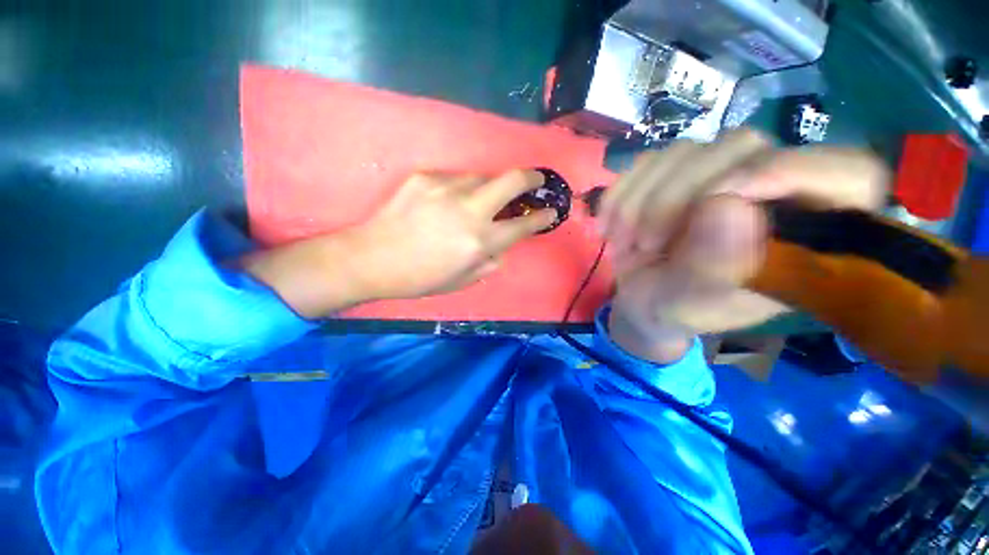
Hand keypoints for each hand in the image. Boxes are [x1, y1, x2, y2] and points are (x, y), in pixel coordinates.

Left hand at [347, 170, 556, 299]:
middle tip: (536, 181)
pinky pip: (454, 179)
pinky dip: (459, 190)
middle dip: (531, 178)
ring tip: (476, 202)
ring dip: (488, 189)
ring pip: (482, 177)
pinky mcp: (425, 177)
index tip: (551, 211)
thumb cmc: (420, 278)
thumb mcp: (463, 280)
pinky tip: (445, 204)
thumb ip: (490, 261)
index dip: (542, 217)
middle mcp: (469, 210)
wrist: (371, 259)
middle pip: (512, 181)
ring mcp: (446, 188)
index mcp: (479, 241)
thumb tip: (502, 245)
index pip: (523, 225)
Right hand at [599, 129, 888, 362]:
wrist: (640, 300)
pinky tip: (609, 227)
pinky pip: (646, 162)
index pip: (847, 175)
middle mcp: (769, 191)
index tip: (723, 198)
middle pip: (742, 147)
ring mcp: (716, 174)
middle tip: (643, 246)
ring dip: (639, 202)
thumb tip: (729, 207)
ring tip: (623, 244)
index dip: (797, 171)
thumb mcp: (689, 305)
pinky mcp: (674, 173)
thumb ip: (712, 269)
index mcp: (802, 234)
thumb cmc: (673, 310)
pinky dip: (620, 195)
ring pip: (685, 150)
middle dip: (676, 199)